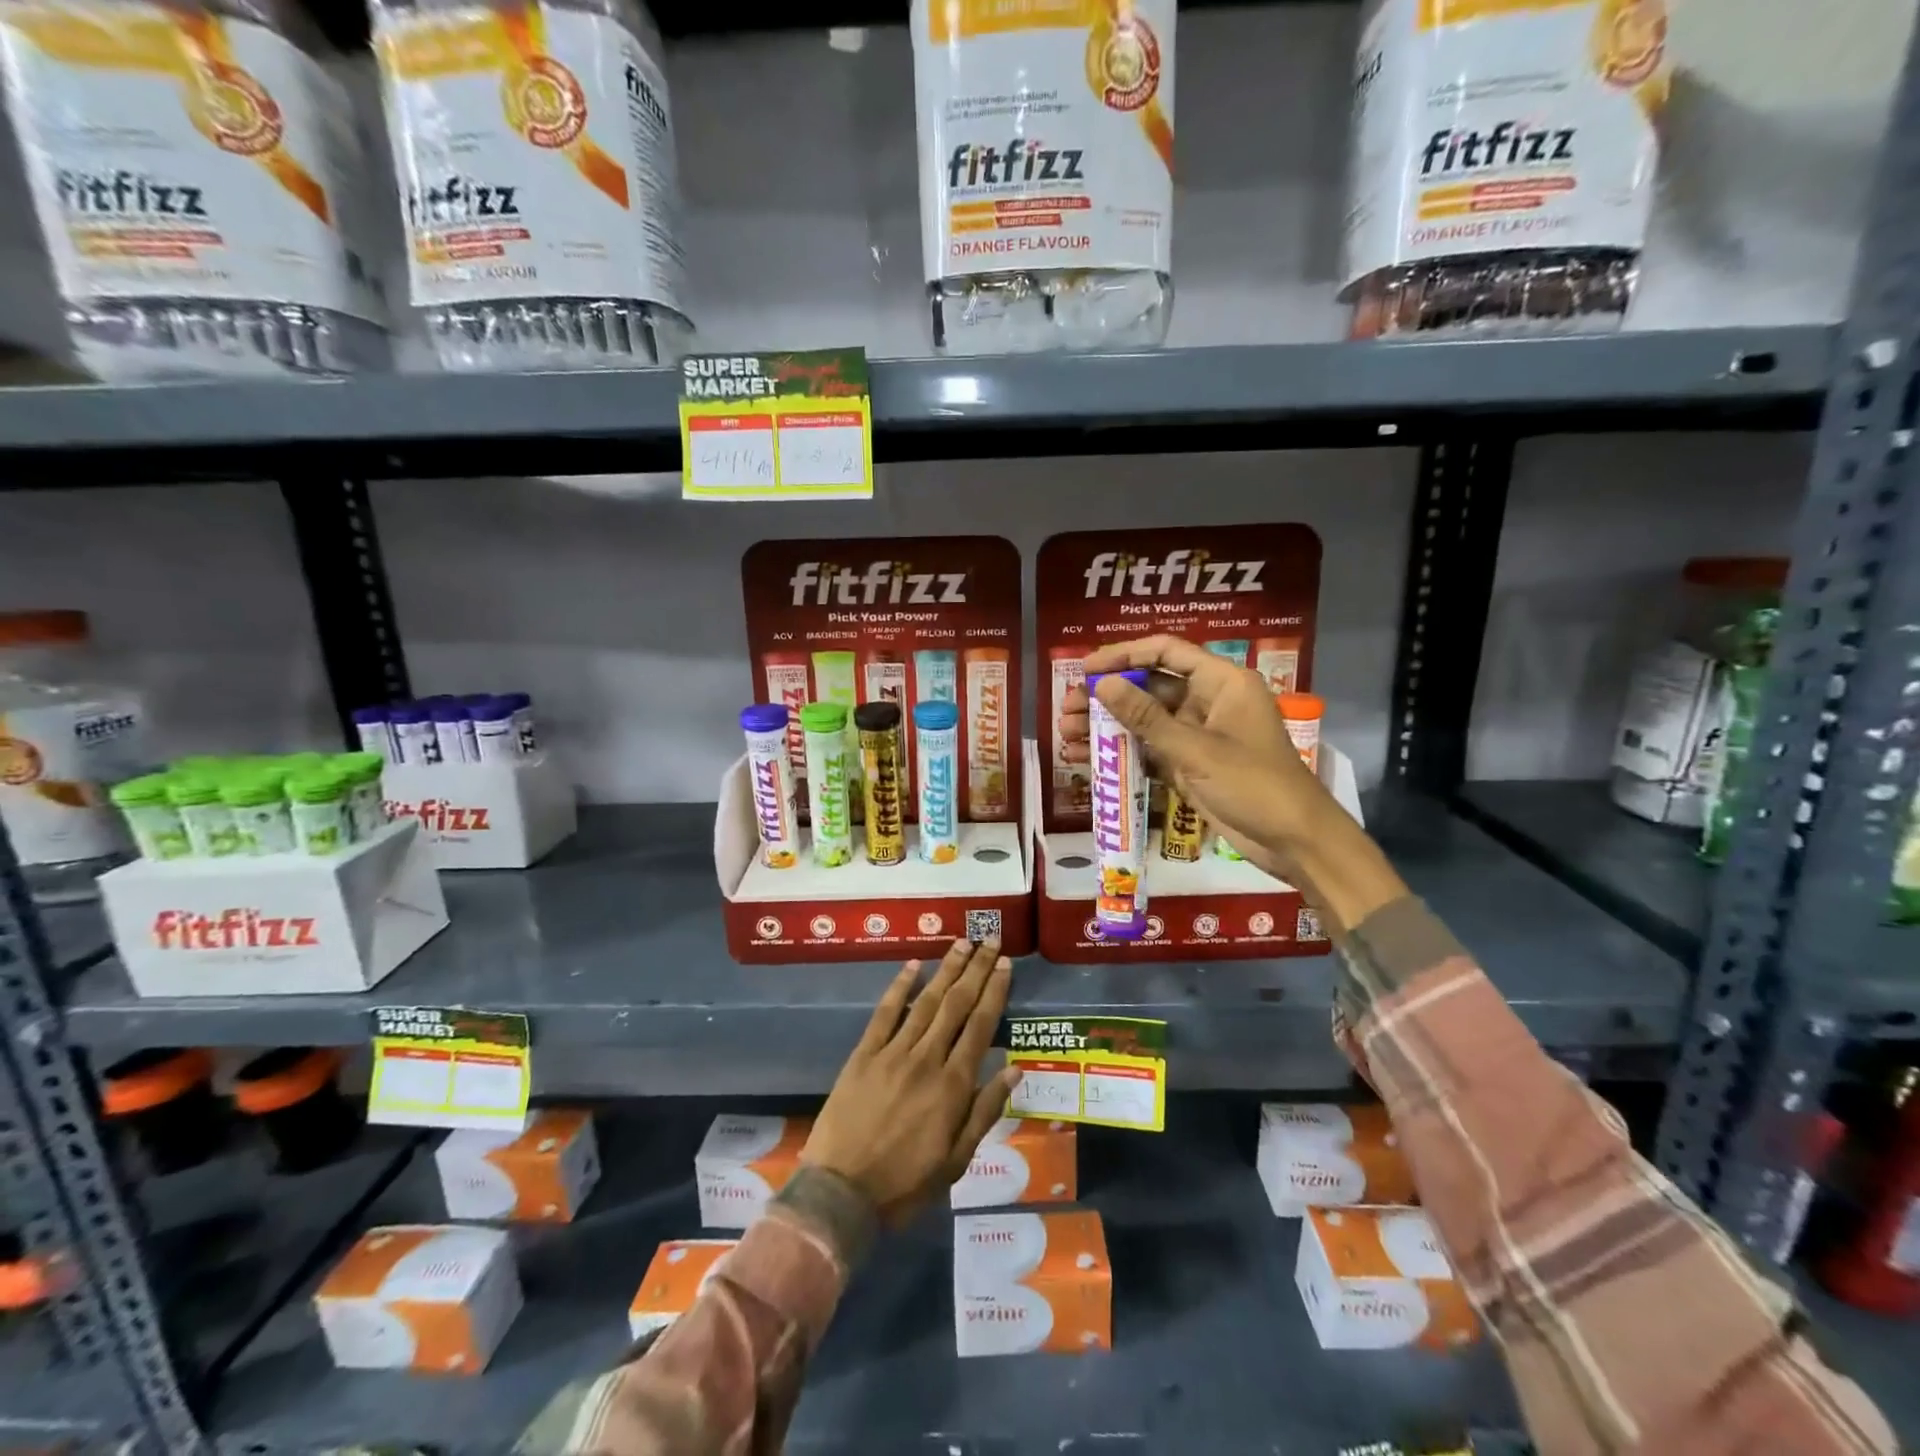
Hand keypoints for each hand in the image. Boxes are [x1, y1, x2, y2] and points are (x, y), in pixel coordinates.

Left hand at [802, 939, 1020, 1225]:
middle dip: (975, 970)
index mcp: (953, 1086)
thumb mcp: (957, 1161)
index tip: (1004, 964)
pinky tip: (913, 965)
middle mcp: (926, 1059)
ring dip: (946, 969)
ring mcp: (893, 1053)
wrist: (840, 1194)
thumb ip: (985, 1111)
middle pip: (957, 1004)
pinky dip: (900, 986)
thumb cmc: (905, 1184)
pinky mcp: (864, 1054)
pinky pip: (885, 1013)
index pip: (981, 1026)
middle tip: (989, 940)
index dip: (994, 991)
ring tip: (961, 942)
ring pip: (926, 1001)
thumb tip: (1014, 1068)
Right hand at [1059, 636, 1406, 933]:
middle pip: (1149, 686)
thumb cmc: (1253, 784)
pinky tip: (1087, 758)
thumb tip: (1103, 686)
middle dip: (1106, 697)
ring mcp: (1198, 734)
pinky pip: (1149, 749)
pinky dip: (1121, 753)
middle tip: (1066, 709)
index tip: (1085, 669)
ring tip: (1066, 735)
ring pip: (1144, 720)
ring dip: (1107, 726)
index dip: (1124, 655)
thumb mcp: (1195, 750)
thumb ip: (1146, 717)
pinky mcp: (1190, 764)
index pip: (1166, 651)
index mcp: (1222, 682)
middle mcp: (1208, 701)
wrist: (1294, 841)